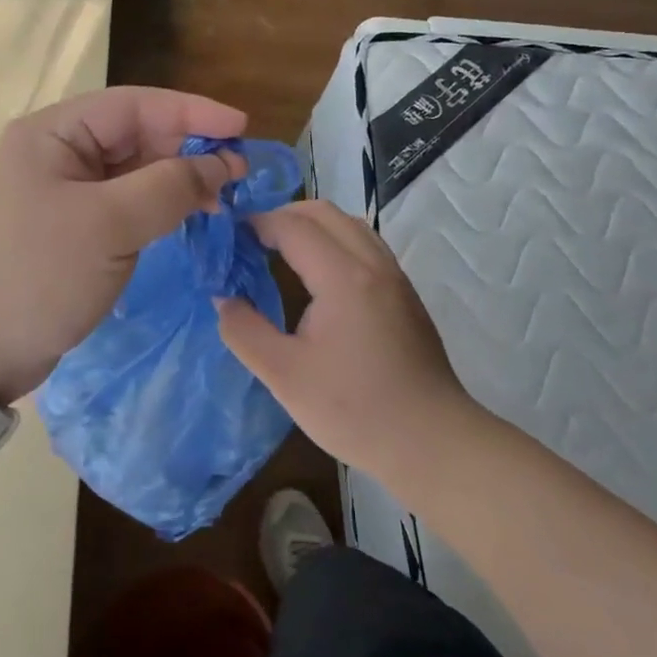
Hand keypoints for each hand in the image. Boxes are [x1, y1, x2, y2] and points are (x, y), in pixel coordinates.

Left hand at [0, 87, 247, 404]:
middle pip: (134, 135)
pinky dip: (158, 206)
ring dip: (177, 179)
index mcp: (52, 134)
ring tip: (224, 196)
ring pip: (133, 171)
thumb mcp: (108, 226)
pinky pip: (124, 203)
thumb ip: (168, 187)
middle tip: (242, 170)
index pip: (132, 105)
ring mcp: (62, 192)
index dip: (191, 111)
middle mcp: (56, 153)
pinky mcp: (71, 228)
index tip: (242, 125)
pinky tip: (189, 216)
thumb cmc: (37, 276)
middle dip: (187, 148)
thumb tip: (221, 164)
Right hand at [216, 200, 486, 477]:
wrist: (432, 443)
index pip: (293, 226)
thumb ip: (244, 331)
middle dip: (283, 216)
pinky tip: (318, 277)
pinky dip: (334, 242)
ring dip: (312, 226)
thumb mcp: (284, 375)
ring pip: (349, 225)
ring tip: (281, 251)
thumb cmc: (354, 410)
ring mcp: (394, 278)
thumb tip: (224, 298)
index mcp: (343, 278)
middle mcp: (373, 264)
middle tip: (252, 241)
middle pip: (324, 213)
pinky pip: (365, 245)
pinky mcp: (405, 295)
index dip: (257, 223)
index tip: (229, 239)